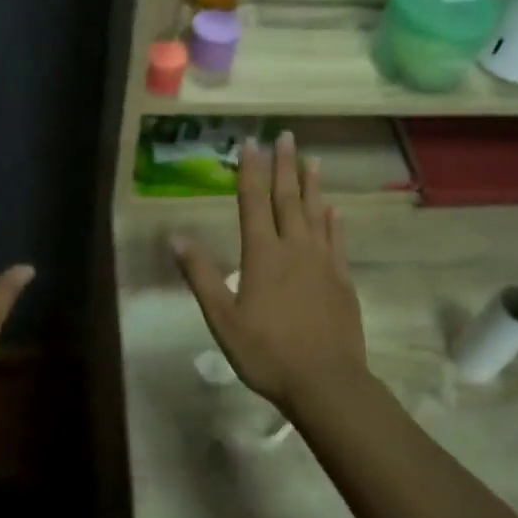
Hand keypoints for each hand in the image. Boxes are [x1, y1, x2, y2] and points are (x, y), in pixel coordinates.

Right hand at [172, 130, 369, 414]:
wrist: (326, 382)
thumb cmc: (267, 352)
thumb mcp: (222, 317)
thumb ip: (200, 275)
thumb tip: (176, 236)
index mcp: (262, 254)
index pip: (253, 202)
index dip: (251, 171)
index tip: (252, 142)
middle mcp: (294, 248)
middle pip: (287, 199)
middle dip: (284, 166)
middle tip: (286, 136)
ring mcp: (322, 262)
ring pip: (316, 213)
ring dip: (312, 185)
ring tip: (312, 159)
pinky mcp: (341, 280)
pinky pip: (337, 241)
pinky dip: (334, 222)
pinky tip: (335, 209)